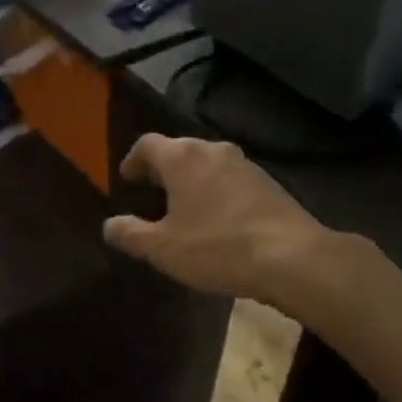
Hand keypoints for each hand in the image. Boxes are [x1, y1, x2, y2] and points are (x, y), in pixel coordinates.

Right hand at [103, 135, 330, 307]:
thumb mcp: (163, 248)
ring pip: (207, 163)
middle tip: (152, 194)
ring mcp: (245, 164)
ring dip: (191, 180)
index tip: (127, 179)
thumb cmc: (218, 248)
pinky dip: (216, 191)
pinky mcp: (268, 182)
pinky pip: (230, 179)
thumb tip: (109, 225)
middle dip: (162, 169)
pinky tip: (218, 219)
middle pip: (179, 149)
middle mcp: (213, 149)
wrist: (292, 257)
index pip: (147, 144)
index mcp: (182, 157)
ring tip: (184, 208)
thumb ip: (130, 234)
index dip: (133, 160)